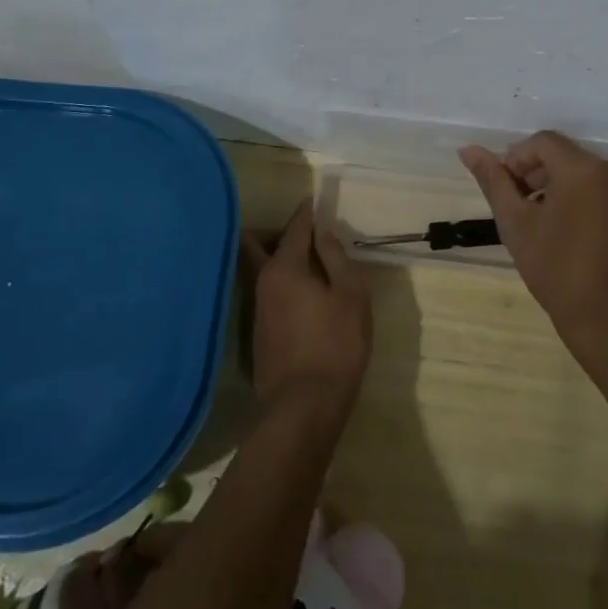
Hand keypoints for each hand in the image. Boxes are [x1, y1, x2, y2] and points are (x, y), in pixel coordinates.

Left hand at [242, 200, 372, 418]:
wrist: (304, 407)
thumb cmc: (336, 345)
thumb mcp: (351, 296)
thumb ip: (336, 258)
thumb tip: (323, 232)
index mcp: (285, 268)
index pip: (294, 228)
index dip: (306, 213)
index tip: (314, 201)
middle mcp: (262, 283)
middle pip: (257, 245)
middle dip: (276, 233)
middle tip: (305, 236)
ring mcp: (256, 310)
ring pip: (260, 270)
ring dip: (278, 259)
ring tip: (309, 265)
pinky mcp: (258, 333)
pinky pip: (265, 292)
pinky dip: (280, 283)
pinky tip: (303, 296)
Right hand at [460, 131, 607, 354]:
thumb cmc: (556, 269)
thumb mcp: (515, 225)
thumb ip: (493, 181)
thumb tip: (468, 149)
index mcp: (582, 168)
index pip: (543, 142)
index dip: (518, 160)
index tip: (510, 191)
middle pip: (572, 159)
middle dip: (545, 176)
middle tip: (529, 211)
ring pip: (598, 181)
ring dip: (574, 194)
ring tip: (558, 229)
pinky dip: (603, 212)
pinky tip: (592, 244)